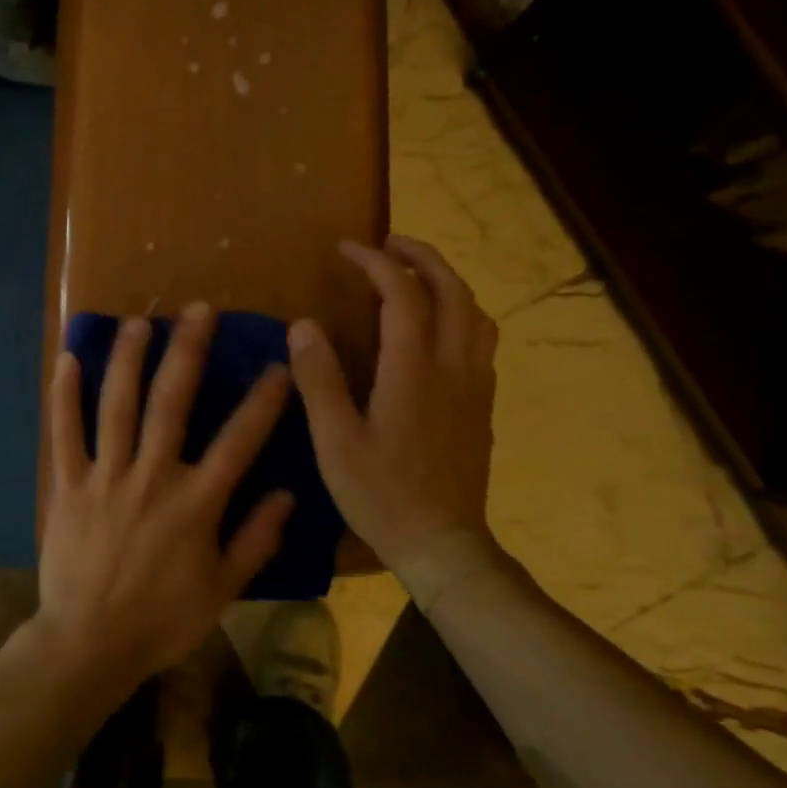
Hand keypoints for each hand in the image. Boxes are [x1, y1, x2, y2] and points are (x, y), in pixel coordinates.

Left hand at [36, 302, 294, 693]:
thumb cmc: (162, 620)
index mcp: (195, 503)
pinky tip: (66, 359)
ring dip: (128, 359)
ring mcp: (105, 478)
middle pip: (171, 403)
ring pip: (116, 406)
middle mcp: (151, 477)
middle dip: (187, 352)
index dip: (262, 400)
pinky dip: (64, 396)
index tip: (278, 364)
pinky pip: (64, 434)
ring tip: (139, 321)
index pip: (238, 441)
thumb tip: (288, 493)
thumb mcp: (223, 590)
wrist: (90, 644)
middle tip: (197, 310)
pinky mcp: (67, 486)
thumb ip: (256, 540)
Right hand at [287, 235, 499, 584]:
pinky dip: (460, 312)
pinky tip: (437, 327)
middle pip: (452, 290)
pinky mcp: (483, 404)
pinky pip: (481, 338)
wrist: (443, 543)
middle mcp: (454, 366)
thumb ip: (319, 379)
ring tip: (415, 275)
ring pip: (476, 312)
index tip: (347, 249)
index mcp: (414, 370)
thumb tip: (304, 325)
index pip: (403, 293)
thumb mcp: (335, 440)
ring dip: (447, 281)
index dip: (375, 262)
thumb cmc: (381, 494)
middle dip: (422, 256)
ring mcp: (476, 385)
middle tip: (388, 244)